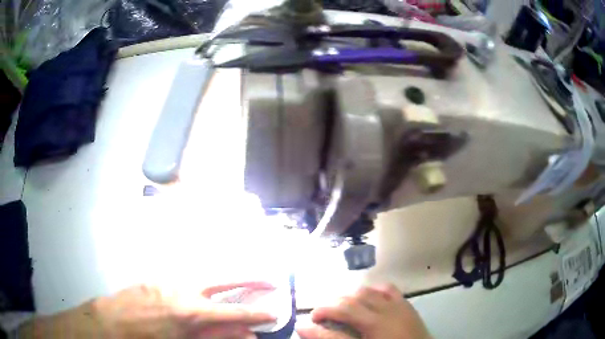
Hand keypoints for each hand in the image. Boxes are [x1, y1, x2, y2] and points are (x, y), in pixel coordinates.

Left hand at [18, 282, 275, 338]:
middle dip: (250, 280)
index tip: (274, 313)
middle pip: (223, 280)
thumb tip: (242, 335)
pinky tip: (200, 295)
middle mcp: (182, 290)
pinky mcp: (157, 279)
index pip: (232, 312)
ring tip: (241, 287)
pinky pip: (186, 281)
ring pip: (204, 277)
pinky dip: (201, 287)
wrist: (108, 322)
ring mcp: (168, 281)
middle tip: (270, 282)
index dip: (255, 314)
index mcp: (189, 312)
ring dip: (225, 282)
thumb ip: (213, 337)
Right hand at [297, 284, 430, 338]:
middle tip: (322, 317)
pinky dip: (374, 291)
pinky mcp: (406, 305)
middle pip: (350, 303)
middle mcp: (384, 314)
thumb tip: (305, 329)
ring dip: (349, 297)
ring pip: (367, 292)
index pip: (338, 319)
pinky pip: (388, 289)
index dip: (319, 320)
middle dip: (331, 307)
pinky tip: (368, 298)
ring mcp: (397, 307)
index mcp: (372, 327)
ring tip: (342, 308)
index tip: (306, 323)